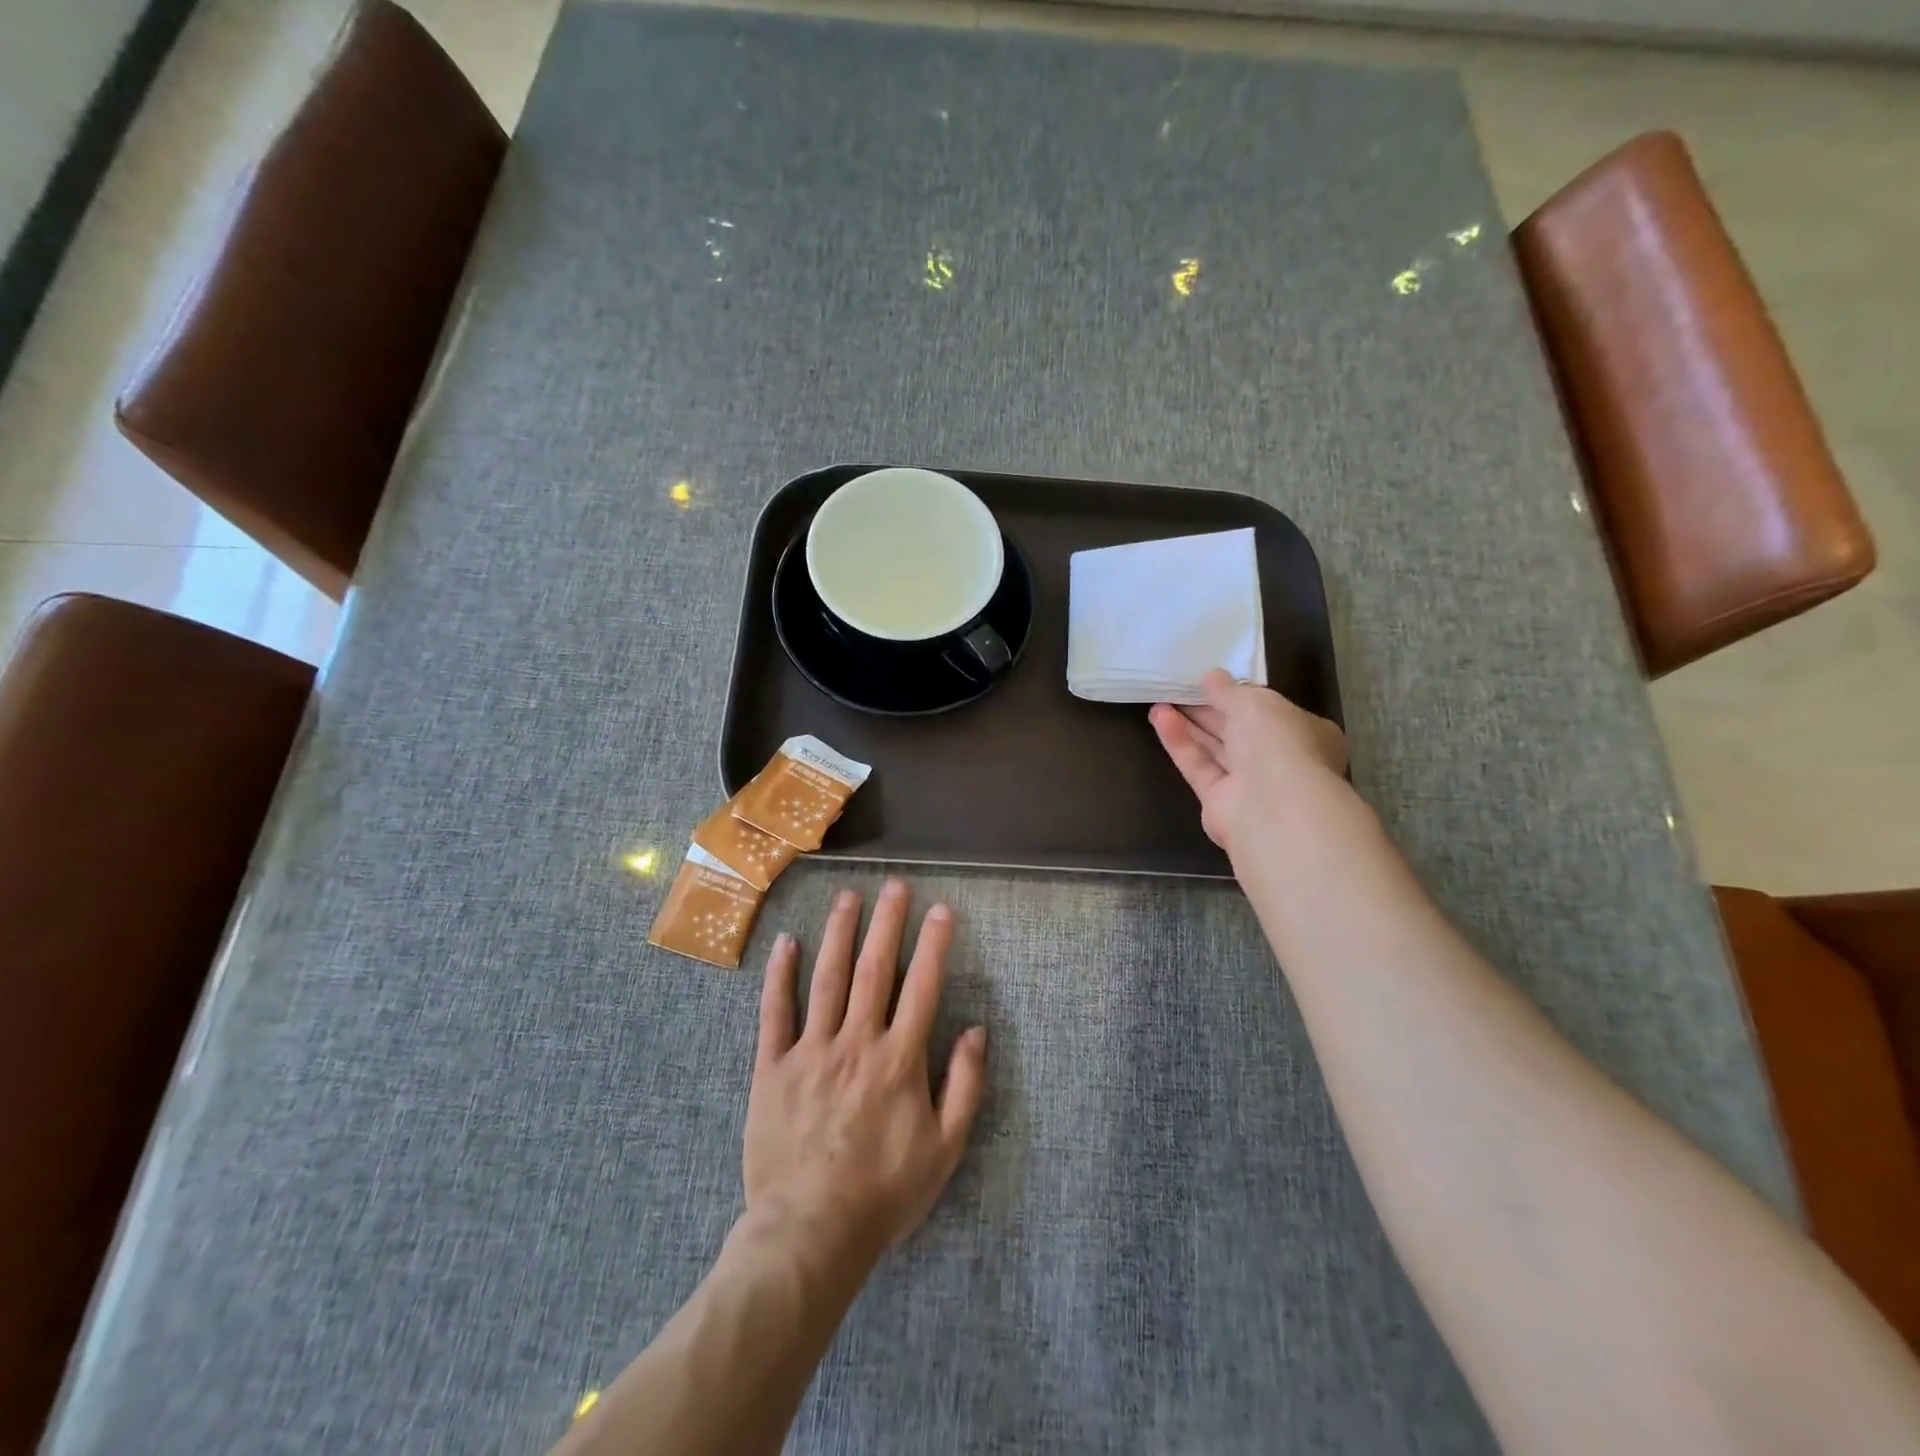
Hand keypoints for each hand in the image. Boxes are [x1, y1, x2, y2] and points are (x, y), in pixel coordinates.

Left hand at [744, 879, 987, 1271]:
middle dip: (887, 923)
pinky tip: (786, 942)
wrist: (810, 1232)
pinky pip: (775, 1012)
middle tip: (894, 885)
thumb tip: (977, 1031)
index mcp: (899, 1059)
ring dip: (839, 933)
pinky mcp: (772, 1067)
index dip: (934, 944)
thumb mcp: (944, 1148)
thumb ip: (965, 1086)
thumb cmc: (884, 1192)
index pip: (922, 986)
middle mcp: (856, 1042)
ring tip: (848, 897)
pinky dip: (780, 975)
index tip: (942, 909)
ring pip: (827, 978)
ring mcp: (811, 1051)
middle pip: (874, 970)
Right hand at [1149, 669, 1347, 858]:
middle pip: (1239, 731)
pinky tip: (1160, 719)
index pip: (1270, 712)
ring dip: (1190, 725)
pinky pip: (1199, 766)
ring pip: (1216, 749)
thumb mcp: (1254, 702)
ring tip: (1160, 701)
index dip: (1240, 696)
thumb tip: (1211, 677)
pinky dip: (1180, 743)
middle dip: (1209, 710)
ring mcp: (1250, 784)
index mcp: (1305, 733)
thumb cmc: (1277, 743)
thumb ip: (1229, 690)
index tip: (1212, 683)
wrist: (1271, 807)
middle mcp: (1280, 760)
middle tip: (1178, 689)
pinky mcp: (1220, 802)